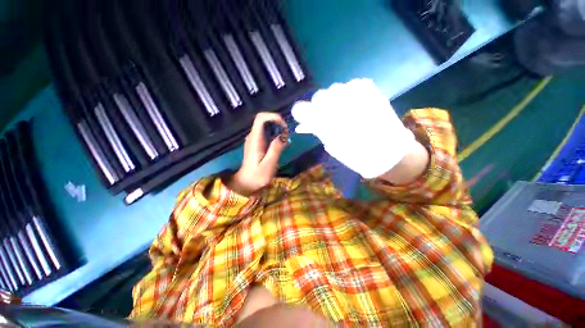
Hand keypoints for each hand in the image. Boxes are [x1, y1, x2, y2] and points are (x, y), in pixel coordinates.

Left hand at [227, 113, 287, 195]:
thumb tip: (284, 135)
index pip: (261, 118)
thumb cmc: (257, 176)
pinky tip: (281, 144)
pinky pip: (267, 133)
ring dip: (278, 129)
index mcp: (255, 139)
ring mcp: (254, 139)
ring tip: (286, 140)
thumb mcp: (268, 164)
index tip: (284, 126)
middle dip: (278, 123)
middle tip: (287, 135)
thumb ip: (275, 149)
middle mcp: (253, 136)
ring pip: (266, 126)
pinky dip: (275, 135)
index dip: (273, 117)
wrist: (246, 183)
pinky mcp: (257, 144)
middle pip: (264, 120)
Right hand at [292, 78, 417, 178]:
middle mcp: (339, 104)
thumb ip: (318, 131)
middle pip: (319, 96)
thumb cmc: (357, 156)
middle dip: (319, 106)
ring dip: (335, 99)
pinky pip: (353, 84)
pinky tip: (354, 103)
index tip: (303, 117)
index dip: (300, 112)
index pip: (303, 109)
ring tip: (343, 110)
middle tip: (326, 116)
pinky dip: (350, 93)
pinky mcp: (372, 91)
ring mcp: (357, 94)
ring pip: (335, 88)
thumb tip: (305, 124)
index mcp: (327, 121)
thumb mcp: (332, 145)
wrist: (390, 153)